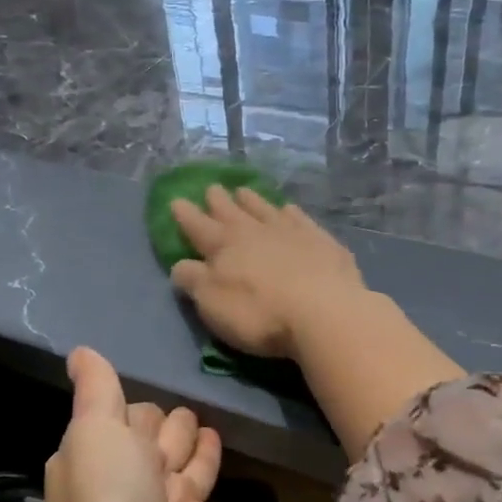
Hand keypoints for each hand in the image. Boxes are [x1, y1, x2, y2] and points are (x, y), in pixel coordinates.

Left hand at [40, 347, 220, 501]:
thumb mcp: (95, 432)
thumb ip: (96, 390)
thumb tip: (78, 351)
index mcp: (96, 452)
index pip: (125, 413)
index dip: (138, 409)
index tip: (150, 401)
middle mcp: (126, 476)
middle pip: (154, 434)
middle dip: (166, 423)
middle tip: (183, 415)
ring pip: (179, 457)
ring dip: (189, 438)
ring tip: (204, 423)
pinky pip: (203, 483)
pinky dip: (208, 462)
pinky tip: (218, 443)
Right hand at [169, 186, 369, 359]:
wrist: (325, 312)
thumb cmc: (260, 314)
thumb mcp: (213, 304)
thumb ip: (194, 281)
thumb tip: (181, 265)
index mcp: (224, 246)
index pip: (198, 226)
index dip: (185, 215)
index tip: (176, 201)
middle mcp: (255, 231)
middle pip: (232, 211)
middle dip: (218, 201)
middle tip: (212, 188)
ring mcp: (291, 232)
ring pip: (265, 209)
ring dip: (252, 200)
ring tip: (243, 191)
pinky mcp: (321, 241)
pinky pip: (300, 219)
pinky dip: (290, 213)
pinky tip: (289, 210)